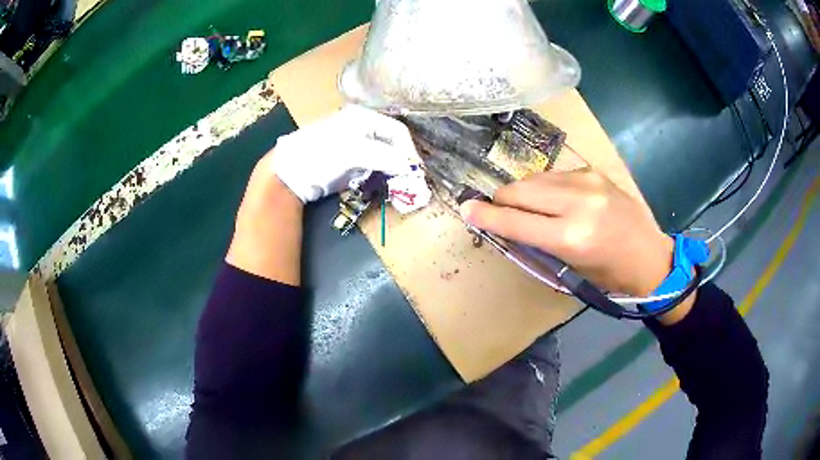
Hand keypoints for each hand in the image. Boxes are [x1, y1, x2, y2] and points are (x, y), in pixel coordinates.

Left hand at [272, 105, 420, 202]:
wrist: (289, 172)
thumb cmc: (321, 155)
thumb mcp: (354, 152)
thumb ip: (385, 157)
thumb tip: (410, 168)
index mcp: (364, 117)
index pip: (398, 131)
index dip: (409, 151)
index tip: (415, 172)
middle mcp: (362, 126)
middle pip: (392, 142)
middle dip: (402, 160)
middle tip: (409, 180)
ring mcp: (355, 143)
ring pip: (384, 154)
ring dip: (393, 169)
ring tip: (398, 183)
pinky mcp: (349, 160)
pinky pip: (373, 165)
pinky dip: (380, 174)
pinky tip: (381, 183)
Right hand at [460, 170, 673, 297]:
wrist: (650, 257)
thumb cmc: (610, 276)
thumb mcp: (571, 269)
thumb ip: (536, 244)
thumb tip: (505, 225)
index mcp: (572, 237)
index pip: (516, 221)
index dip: (486, 215)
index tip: (466, 209)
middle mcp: (579, 202)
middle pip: (520, 190)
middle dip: (502, 200)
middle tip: (498, 211)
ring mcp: (588, 181)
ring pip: (535, 178)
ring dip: (523, 193)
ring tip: (530, 208)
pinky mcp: (594, 172)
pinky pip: (555, 175)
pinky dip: (545, 187)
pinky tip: (555, 200)